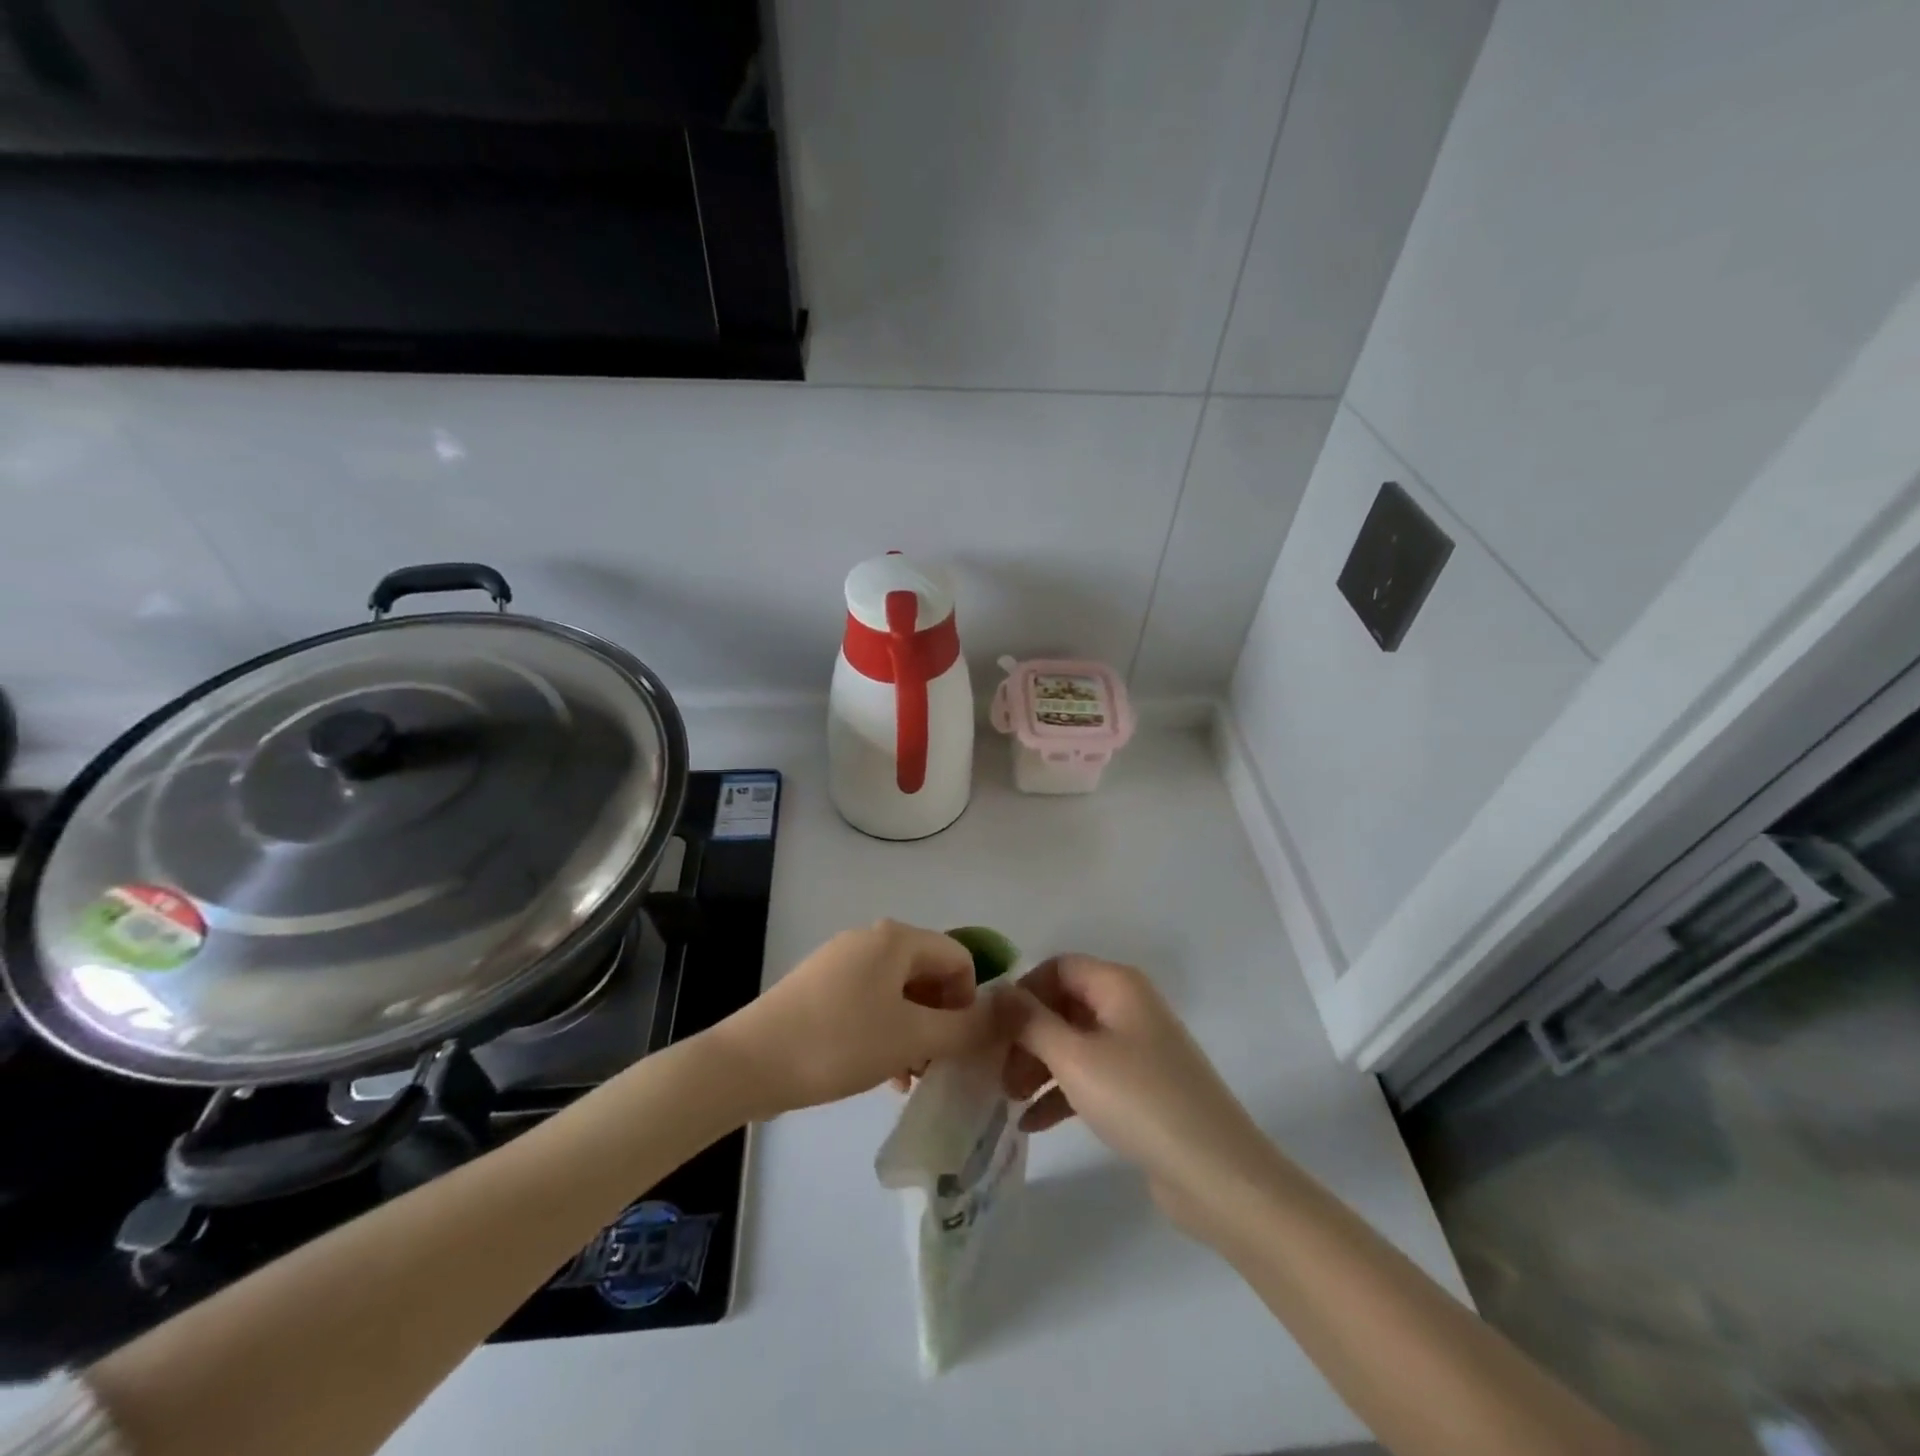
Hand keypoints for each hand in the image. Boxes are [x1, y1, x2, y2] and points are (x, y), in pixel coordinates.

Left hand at [712, 920, 997, 1117]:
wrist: (749, 1062)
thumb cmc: (839, 1043)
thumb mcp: (911, 1038)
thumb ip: (964, 1028)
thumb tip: (1003, 1017)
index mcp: (897, 939)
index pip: (959, 958)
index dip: (969, 1002)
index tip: (958, 1045)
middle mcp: (871, 938)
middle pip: (928, 973)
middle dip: (941, 1019)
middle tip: (935, 1065)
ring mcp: (841, 960)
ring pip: (899, 991)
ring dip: (914, 1029)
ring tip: (908, 1075)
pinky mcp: (820, 985)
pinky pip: (870, 1001)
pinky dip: (885, 1030)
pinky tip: (880, 1070)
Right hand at [1000, 955, 1276, 1234]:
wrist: (1217, 1175)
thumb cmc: (1140, 1101)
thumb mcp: (1075, 1057)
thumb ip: (1030, 1021)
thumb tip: (998, 992)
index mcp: (1118, 985)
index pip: (1058, 967)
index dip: (1023, 991)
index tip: (993, 1028)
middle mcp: (1129, 1007)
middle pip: (1063, 1005)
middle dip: (1027, 1034)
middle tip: (997, 1070)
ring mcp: (1137, 1049)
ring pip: (1074, 1043)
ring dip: (1039, 1065)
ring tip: (1008, 1099)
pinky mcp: (1141, 1089)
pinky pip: (1090, 1076)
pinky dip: (1061, 1093)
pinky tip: (1031, 1124)